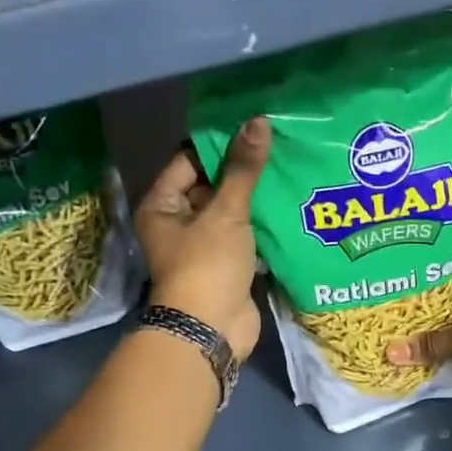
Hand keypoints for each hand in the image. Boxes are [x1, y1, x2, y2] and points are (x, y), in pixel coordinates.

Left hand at [135, 117, 269, 359]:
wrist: (211, 329)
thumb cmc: (208, 265)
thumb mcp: (226, 212)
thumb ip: (243, 169)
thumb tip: (259, 122)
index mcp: (162, 205)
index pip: (189, 161)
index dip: (219, 144)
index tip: (253, 128)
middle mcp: (177, 223)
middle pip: (211, 186)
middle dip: (242, 171)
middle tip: (278, 146)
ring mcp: (203, 247)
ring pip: (230, 213)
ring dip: (255, 199)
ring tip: (289, 170)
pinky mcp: (226, 266)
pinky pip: (244, 237)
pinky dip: (262, 226)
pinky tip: (289, 206)